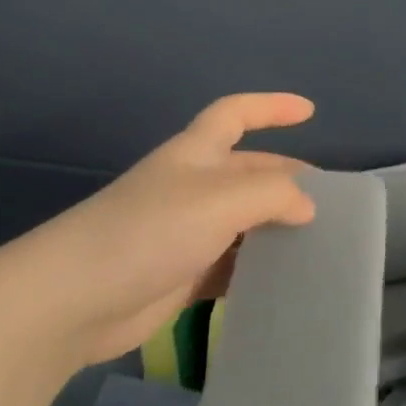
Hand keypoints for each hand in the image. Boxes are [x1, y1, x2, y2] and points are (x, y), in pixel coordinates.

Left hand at [0, 93, 317, 367]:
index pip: (236, 112)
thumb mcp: (221, 199)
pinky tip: (280, 283)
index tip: (310, 111)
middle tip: (329, 203)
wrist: (76, 299)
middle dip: (286, 179)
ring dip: (274, 228)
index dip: (272, 106)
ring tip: (316, 245)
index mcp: (196, 153)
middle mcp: (191, 186)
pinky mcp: (179, 274)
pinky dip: (254, 269)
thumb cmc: (151, 230)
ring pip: (241, 221)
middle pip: (247, 171)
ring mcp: (184, 231)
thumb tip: (307, 205)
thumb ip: (273, 193)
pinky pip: (228, 265)